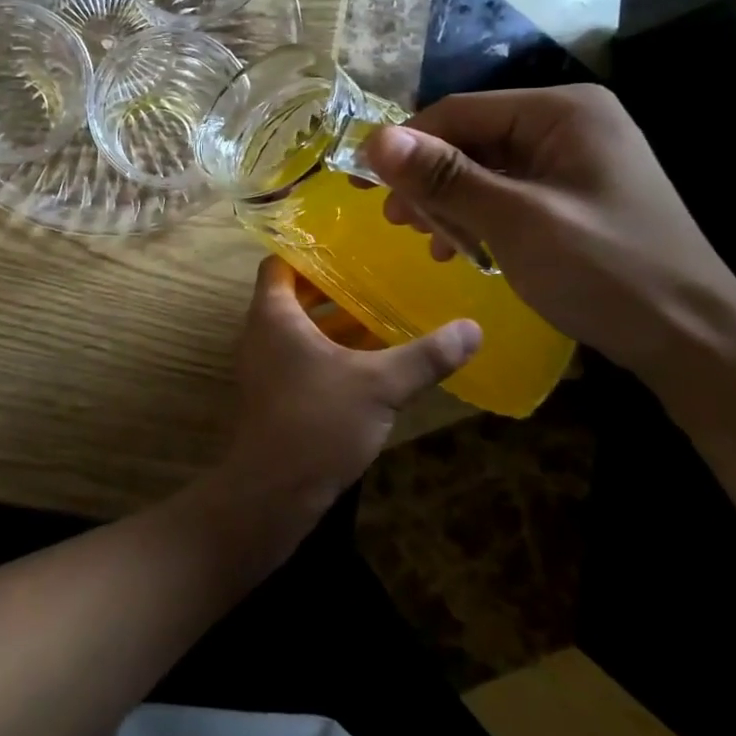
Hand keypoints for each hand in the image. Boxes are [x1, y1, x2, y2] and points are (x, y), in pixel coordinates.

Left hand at [215, 257, 479, 525]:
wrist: (273, 492)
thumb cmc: (317, 422)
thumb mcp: (379, 385)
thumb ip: (425, 356)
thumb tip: (473, 328)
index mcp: (273, 314)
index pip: (279, 262)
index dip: (308, 249)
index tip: (348, 243)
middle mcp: (262, 332)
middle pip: (295, 294)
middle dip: (334, 286)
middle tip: (377, 274)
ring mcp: (267, 365)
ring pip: (302, 328)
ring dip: (337, 321)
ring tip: (383, 310)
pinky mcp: (277, 394)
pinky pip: (303, 356)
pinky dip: (332, 351)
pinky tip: (372, 360)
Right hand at [360, 84, 735, 376]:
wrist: (693, 341)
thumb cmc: (606, 272)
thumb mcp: (515, 221)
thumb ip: (444, 177)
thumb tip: (374, 140)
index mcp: (562, 111)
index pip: (458, 112)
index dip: (406, 146)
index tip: (366, 187)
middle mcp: (566, 122)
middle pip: (469, 139)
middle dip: (429, 181)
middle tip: (398, 224)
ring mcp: (571, 158)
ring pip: (481, 168)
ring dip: (447, 203)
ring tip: (428, 242)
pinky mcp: (571, 193)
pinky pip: (504, 191)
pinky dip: (475, 217)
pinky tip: (461, 249)